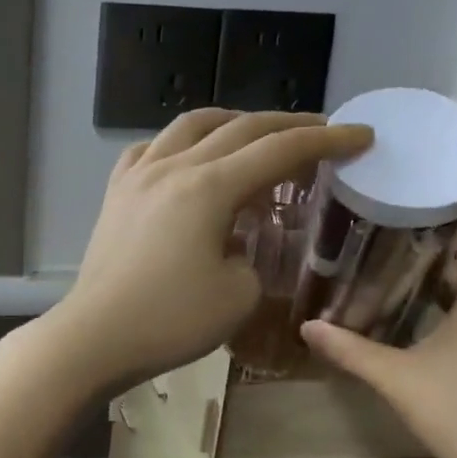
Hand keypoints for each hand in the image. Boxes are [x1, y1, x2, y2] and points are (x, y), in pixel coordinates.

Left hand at [42, 109, 372, 392]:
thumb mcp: (238, 295)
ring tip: (255, 134)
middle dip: (288, 125)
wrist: (95, 336)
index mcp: (209, 188)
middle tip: (321, 131)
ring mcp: (138, 175)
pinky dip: (179, 143)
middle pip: (240, 128)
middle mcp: (174, 167)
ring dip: (231, 122)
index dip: (326, 140)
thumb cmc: (170, 321)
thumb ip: (252, 254)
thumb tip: (237, 239)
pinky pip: (150, 149)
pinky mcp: (115, 193)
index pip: (279, 150)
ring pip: (190, 125)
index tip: (360, 135)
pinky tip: (187, 157)